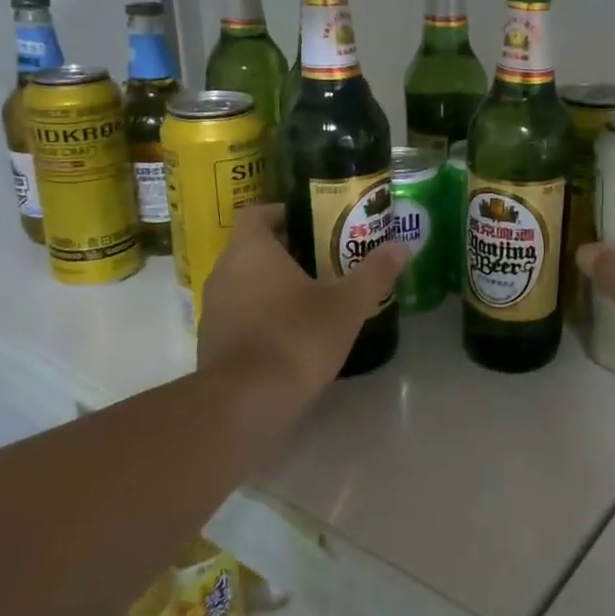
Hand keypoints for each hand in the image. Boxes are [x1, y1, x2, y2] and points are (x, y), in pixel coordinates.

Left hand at [198, 204, 409, 399]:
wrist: (246, 402)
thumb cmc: (297, 336)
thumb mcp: (347, 304)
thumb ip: (374, 273)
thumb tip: (402, 247)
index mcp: (251, 250)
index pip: (257, 213)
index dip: (282, 213)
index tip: (312, 224)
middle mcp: (224, 272)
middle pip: (252, 249)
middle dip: (285, 252)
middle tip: (324, 260)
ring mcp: (213, 310)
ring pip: (244, 283)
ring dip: (272, 286)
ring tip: (312, 298)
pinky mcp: (212, 344)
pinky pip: (239, 316)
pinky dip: (261, 317)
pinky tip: (292, 335)